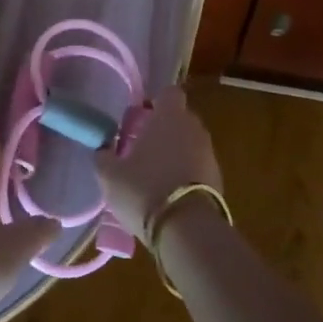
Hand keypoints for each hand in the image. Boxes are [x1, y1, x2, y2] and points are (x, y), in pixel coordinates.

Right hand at [95, 86, 223, 239]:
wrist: (187, 228)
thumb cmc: (144, 189)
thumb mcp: (109, 174)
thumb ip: (104, 155)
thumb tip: (104, 149)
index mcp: (169, 117)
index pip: (168, 93)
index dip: (154, 102)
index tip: (139, 117)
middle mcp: (194, 128)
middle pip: (180, 118)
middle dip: (163, 128)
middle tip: (141, 147)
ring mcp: (209, 153)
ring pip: (190, 143)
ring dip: (175, 152)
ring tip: (153, 174)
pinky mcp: (218, 179)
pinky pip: (198, 166)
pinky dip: (185, 173)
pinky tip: (168, 192)